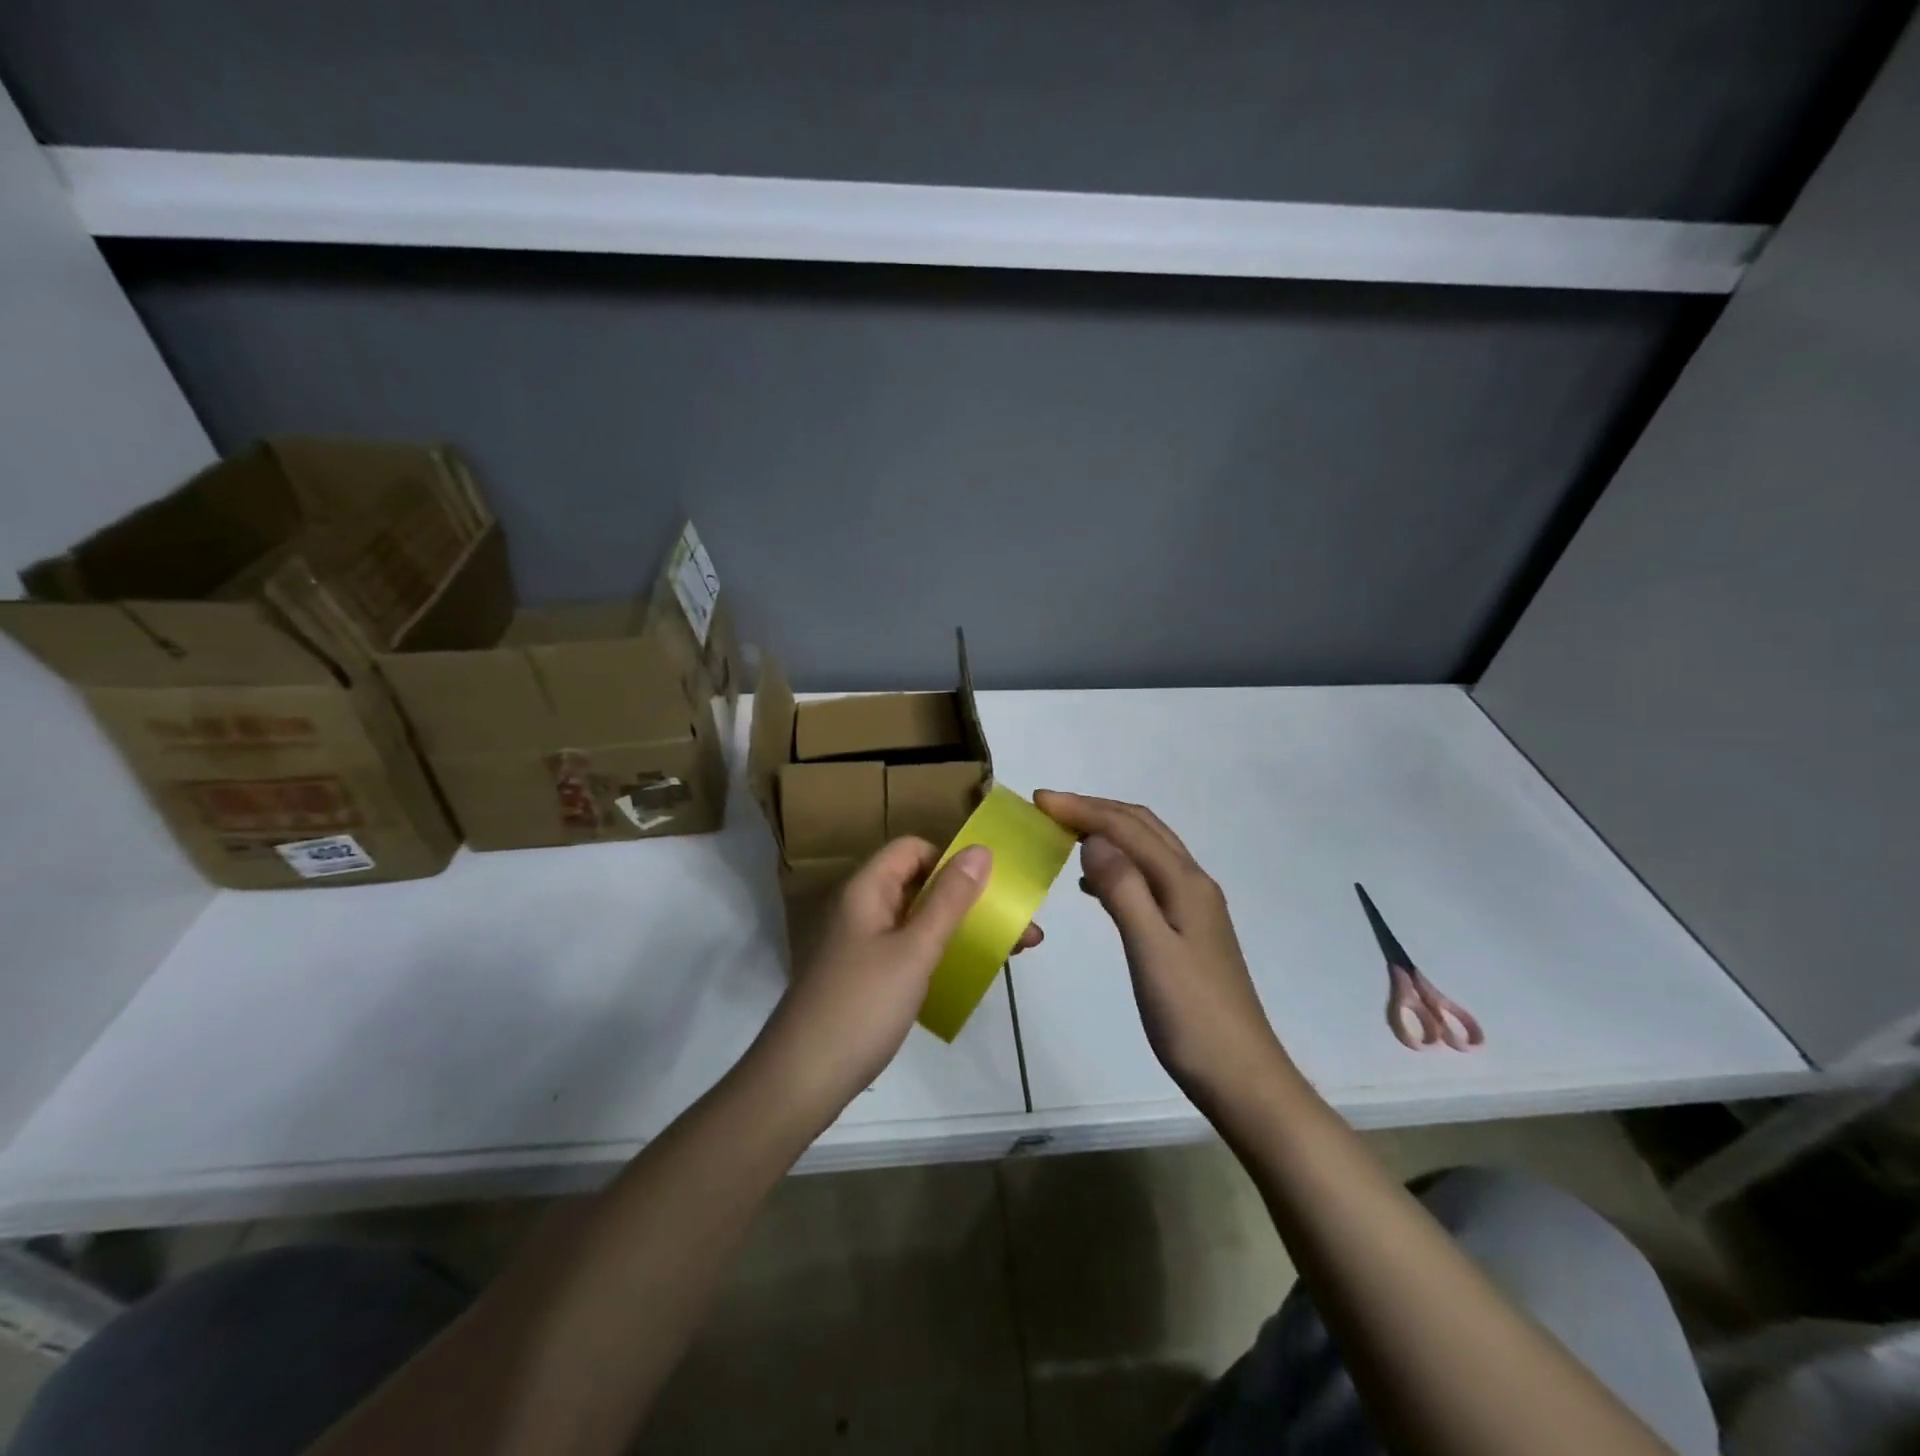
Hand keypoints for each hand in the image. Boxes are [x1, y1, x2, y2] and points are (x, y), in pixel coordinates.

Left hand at [756, 837, 1042, 1119]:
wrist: (802, 1080)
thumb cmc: (862, 1005)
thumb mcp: (914, 950)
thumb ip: (949, 900)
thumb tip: (980, 850)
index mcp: (866, 890)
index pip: (912, 849)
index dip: (950, 859)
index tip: (988, 886)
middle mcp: (862, 909)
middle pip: (920, 885)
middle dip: (970, 900)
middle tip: (1018, 926)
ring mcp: (862, 946)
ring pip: (919, 921)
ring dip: (962, 929)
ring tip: (1012, 952)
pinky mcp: (865, 978)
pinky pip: (910, 950)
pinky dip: (942, 954)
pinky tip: (971, 974)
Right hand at [1033, 792, 1288, 1115]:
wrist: (1241, 1077)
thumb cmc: (1191, 1016)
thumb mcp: (1151, 950)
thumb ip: (1123, 889)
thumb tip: (1094, 839)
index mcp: (1184, 883)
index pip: (1128, 828)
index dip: (1083, 809)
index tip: (1039, 801)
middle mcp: (1192, 884)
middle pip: (1142, 828)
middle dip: (1095, 810)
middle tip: (1048, 809)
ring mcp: (1193, 907)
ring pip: (1146, 850)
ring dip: (1107, 833)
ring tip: (1064, 835)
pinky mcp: (1187, 930)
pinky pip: (1146, 878)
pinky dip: (1116, 866)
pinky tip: (1093, 885)